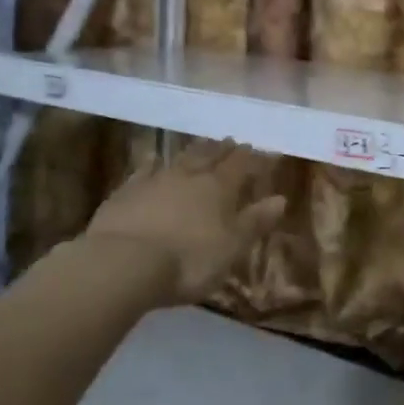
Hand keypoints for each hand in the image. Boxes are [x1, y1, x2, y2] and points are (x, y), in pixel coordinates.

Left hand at [82, 141, 286, 302]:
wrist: (123, 264)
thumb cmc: (188, 261)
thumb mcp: (231, 247)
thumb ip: (255, 222)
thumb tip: (281, 199)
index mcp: (218, 188)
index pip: (242, 165)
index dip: (256, 158)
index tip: (268, 151)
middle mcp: (188, 176)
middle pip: (210, 156)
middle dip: (224, 149)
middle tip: (233, 141)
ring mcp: (154, 181)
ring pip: (179, 159)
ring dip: (193, 152)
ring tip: (202, 144)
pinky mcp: (125, 193)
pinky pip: (143, 172)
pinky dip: (152, 165)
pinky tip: (152, 161)